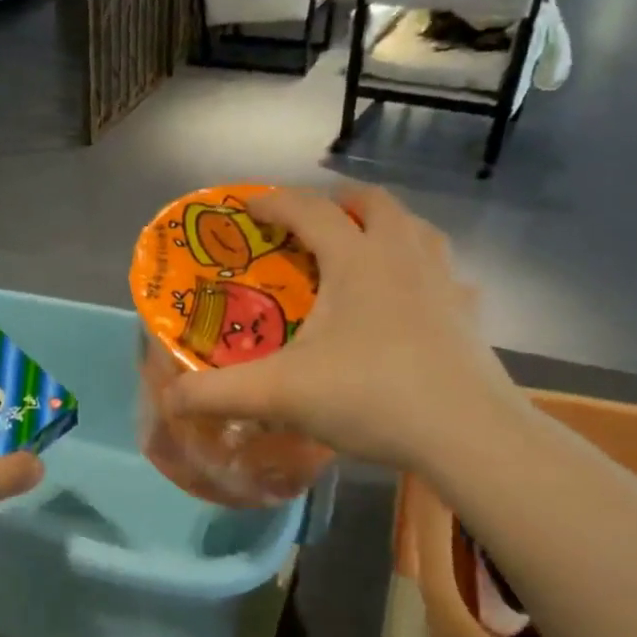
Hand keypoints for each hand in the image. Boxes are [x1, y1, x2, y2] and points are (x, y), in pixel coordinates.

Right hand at [161, 186, 524, 469]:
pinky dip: (421, 271)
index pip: (309, 209)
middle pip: (374, 203)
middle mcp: (403, 255)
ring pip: (417, 229)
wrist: (468, 433)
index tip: (248, 208)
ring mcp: (444, 282)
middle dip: (339, 202)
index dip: (274, 202)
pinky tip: (412, 300)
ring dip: (385, 227)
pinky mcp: (469, 314)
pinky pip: (444, 273)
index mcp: (356, 259)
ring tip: (363, 249)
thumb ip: (217, 394)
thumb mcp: (280, 394)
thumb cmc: (372, 396)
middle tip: (313, 224)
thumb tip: (167, 401)